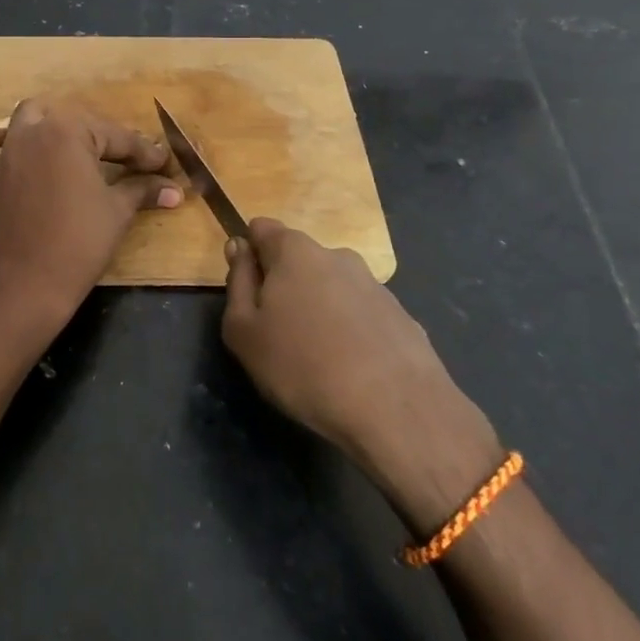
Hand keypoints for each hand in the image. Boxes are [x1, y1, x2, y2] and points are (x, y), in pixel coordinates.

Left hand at [0, 97, 181, 349]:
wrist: (29, 284)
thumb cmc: (80, 242)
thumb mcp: (118, 211)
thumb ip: (144, 189)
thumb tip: (175, 189)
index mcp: (69, 130)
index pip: (116, 137)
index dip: (144, 153)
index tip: (164, 164)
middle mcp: (34, 130)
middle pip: (77, 123)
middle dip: (107, 139)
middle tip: (133, 164)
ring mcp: (8, 151)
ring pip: (29, 118)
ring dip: (54, 124)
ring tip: (79, 146)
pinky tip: (7, 145)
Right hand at [222, 219, 503, 532]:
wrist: (397, 411)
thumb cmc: (303, 366)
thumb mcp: (244, 331)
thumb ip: (237, 282)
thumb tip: (239, 248)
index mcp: (294, 250)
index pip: (261, 228)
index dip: (249, 254)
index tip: (247, 292)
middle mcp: (336, 255)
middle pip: (297, 258)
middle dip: (284, 284)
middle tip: (277, 332)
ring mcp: (374, 285)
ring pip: (331, 287)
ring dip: (319, 308)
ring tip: (317, 357)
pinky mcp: (402, 316)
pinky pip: (361, 315)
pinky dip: (350, 331)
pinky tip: (351, 369)